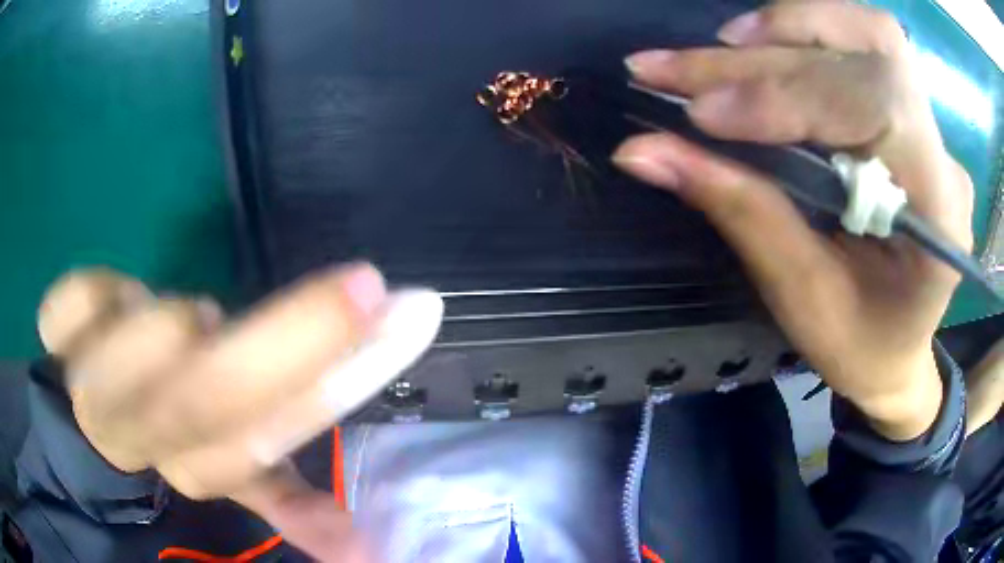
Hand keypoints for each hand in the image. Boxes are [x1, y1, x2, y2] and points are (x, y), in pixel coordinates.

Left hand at [37, 264, 442, 560]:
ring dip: (177, 329)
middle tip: (363, 285)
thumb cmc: (168, 438)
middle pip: (212, 396)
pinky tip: (115, 299)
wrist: (90, 425)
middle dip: (296, 337)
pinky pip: (65, 310)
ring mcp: (90, 382)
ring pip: (136, 348)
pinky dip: (93, 293)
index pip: (269, 437)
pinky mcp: (58, 339)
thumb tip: (369, 548)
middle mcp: (145, 434)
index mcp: (196, 464)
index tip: (412, 312)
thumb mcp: (231, 469)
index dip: (334, 382)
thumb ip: (287, 498)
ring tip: (198, 320)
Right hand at [613, 1, 973, 439]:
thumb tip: (641, 150)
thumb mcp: (802, 296)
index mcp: (940, 212)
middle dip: (764, 59)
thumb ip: (738, 208)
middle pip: (866, 56)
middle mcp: (944, 155)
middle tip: (674, 70)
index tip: (698, 112)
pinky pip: (860, 49)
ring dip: (786, 31)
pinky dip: (803, 39)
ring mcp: (931, 129)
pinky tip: (756, 51)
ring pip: (866, 35)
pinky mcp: (910, 117)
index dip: (785, 97)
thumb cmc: (861, 347)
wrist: (899, 353)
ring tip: (719, 52)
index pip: (874, 107)